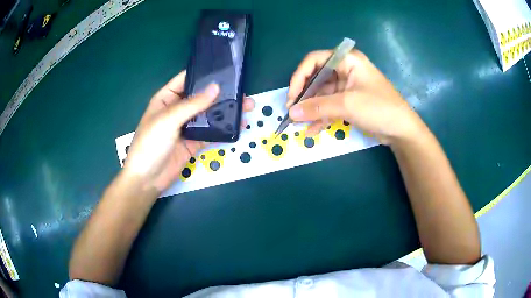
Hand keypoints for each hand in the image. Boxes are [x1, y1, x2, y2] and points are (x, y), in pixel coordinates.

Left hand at [122, 71, 253, 192]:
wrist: (147, 179)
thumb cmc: (150, 144)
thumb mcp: (168, 120)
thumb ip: (192, 104)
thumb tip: (216, 87)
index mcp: (167, 98)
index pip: (187, 79)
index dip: (204, 74)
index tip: (225, 70)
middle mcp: (178, 109)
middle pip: (202, 97)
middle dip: (221, 93)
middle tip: (242, 91)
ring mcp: (187, 126)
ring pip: (209, 114)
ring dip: (226, 111)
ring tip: (247, 106)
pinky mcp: (194, 141)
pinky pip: (211, 131)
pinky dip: (224, 128)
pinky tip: (239, 124)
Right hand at [287, 50, 423, 144]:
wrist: (402, 130)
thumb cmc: (378, 108)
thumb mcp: (347, 105)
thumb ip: (318, 107)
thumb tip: (291, 112)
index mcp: (347, 60)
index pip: (315, 60)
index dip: (300, 76)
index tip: (292, 96)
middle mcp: (346, 70)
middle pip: (317, 78)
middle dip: (304, 96)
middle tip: (293, 112)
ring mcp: (348, 86)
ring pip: (322, 94)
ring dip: (311, 109)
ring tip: (300, 124)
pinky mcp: (350, 101)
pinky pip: (330, 105)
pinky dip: (321, 116)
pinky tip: (312, 130)